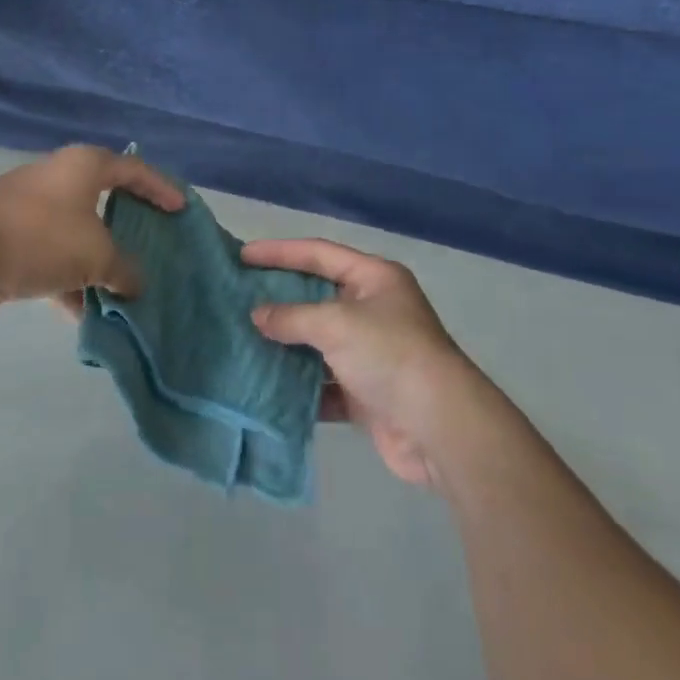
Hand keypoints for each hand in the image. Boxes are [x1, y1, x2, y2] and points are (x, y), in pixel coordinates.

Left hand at [0, 145, 183, 315]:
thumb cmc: (40, 237)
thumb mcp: (96, 255)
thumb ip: (124, 270)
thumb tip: (136, 285)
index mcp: (85, 166)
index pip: (135, 170)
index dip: (161, 188)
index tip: (181, 210)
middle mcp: (61, 180)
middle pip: (106, 201)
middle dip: (130, 229)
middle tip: (156, 247)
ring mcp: (34, 209)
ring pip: (79, 235)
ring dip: (100, 264)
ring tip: (126, 293)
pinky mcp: (13, 239)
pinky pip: (54, 259)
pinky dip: (71, 283)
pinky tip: (86, 315)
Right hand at [246, 239, 495, 490]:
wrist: (440, 428)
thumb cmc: (390, 354)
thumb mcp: (336, 324)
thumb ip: (292, 316)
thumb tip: (258, 316)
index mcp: (375, 278)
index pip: (319, 253)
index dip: (280, 252)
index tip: (243, 255)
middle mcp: (375, 310)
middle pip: (318, 296)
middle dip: (281, 299)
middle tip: (239, 297)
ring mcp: (372, 353)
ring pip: (319, 342)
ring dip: (287, 345)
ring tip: (245, 340)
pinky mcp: (367, 394)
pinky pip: (325, 383)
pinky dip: (300, 386)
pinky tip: (268, 386)